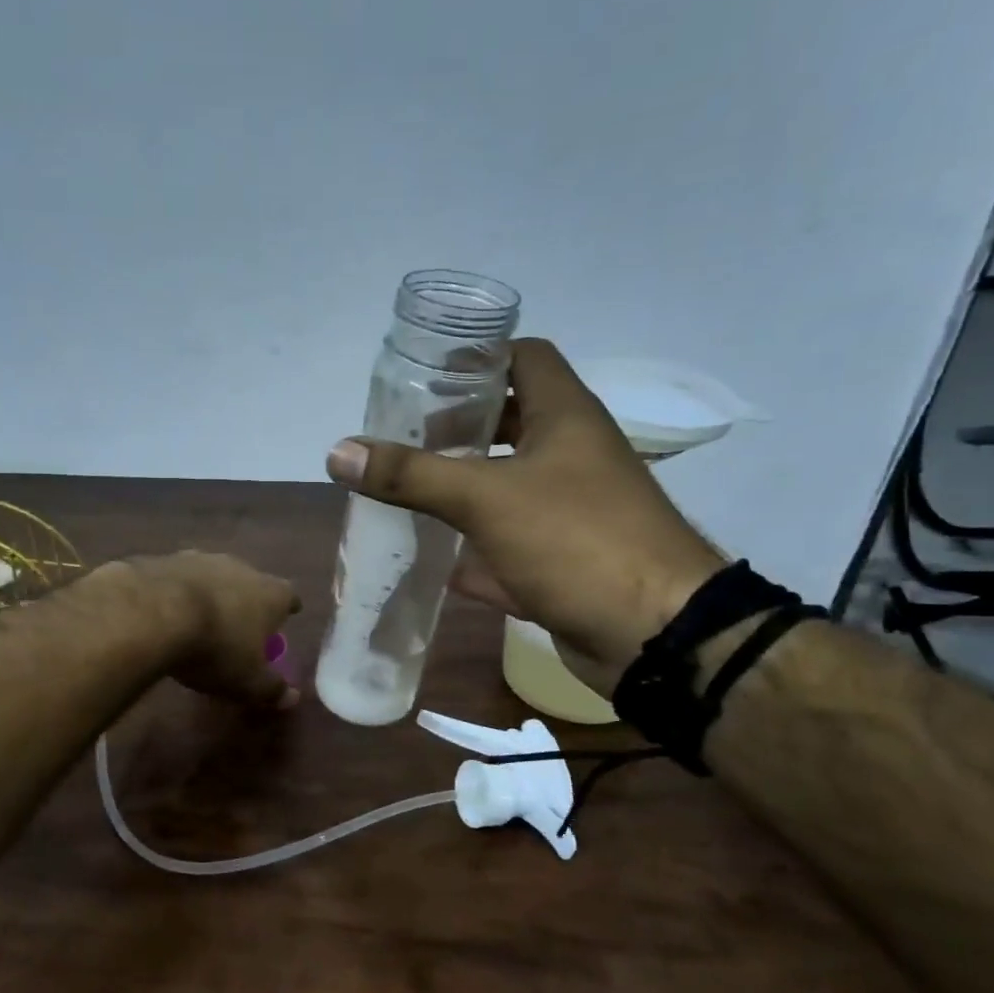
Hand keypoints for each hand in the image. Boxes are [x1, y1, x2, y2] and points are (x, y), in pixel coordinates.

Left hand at [100, 551, 301, 708]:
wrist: (154, 613)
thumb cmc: (216, 649)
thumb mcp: (248, 681)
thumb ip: (272, 689)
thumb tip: (292, 698)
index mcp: (270, 593)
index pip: (289, 597)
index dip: (287, 609)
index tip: (285, 618)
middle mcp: (241, 567)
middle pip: (251, 582)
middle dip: (247, 601)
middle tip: (239, 625)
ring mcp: (202, 558)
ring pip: (214, 576)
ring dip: (210, 594)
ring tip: (199, 619)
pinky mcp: (166, 558)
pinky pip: (179, 577)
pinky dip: (177, 592)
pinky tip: (165, 611)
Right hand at [324, 338, 722, 688]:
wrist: (656, 636)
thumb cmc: (576, 541)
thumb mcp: (485, 498)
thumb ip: (410, 475)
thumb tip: (337, 451)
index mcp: (565, 417)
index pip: (524, 357)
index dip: (477, 357)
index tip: (425, 376)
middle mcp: (572, 455)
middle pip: (510, 422)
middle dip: (456, 429)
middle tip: (400, 437)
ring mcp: (571, 510)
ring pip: (507, 485)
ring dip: (461, 488)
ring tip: (403, 490)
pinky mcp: (564, 560)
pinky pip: (510, 542)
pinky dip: (474, 548)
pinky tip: (431, 557)